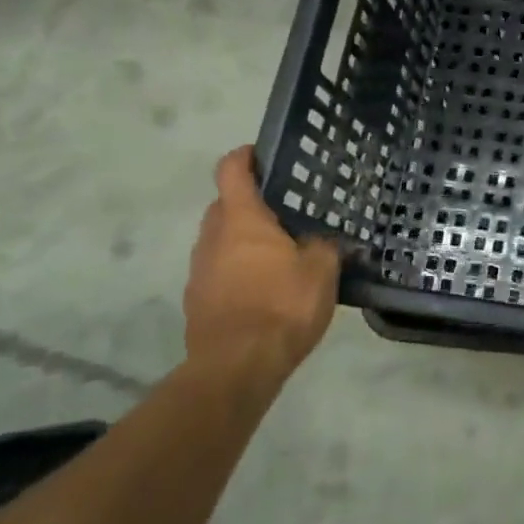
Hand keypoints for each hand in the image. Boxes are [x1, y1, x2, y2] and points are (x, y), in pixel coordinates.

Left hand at [185, 147, 340, 377]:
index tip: (263, 154)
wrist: (236, 368)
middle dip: (248, 203)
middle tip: (284, 210)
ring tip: (278, 253)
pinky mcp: (197, 303)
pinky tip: (265, 289)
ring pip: (219, 241)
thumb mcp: (322, 268)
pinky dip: (237, 271)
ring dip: (241, 240)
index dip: (245, 157)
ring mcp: (199, 272)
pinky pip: (218, 272)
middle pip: (224, 205)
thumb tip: (326, 238)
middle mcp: (213, 238)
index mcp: (242, 220)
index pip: (231, 170)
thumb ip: (325, 245)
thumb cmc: (282, 305)